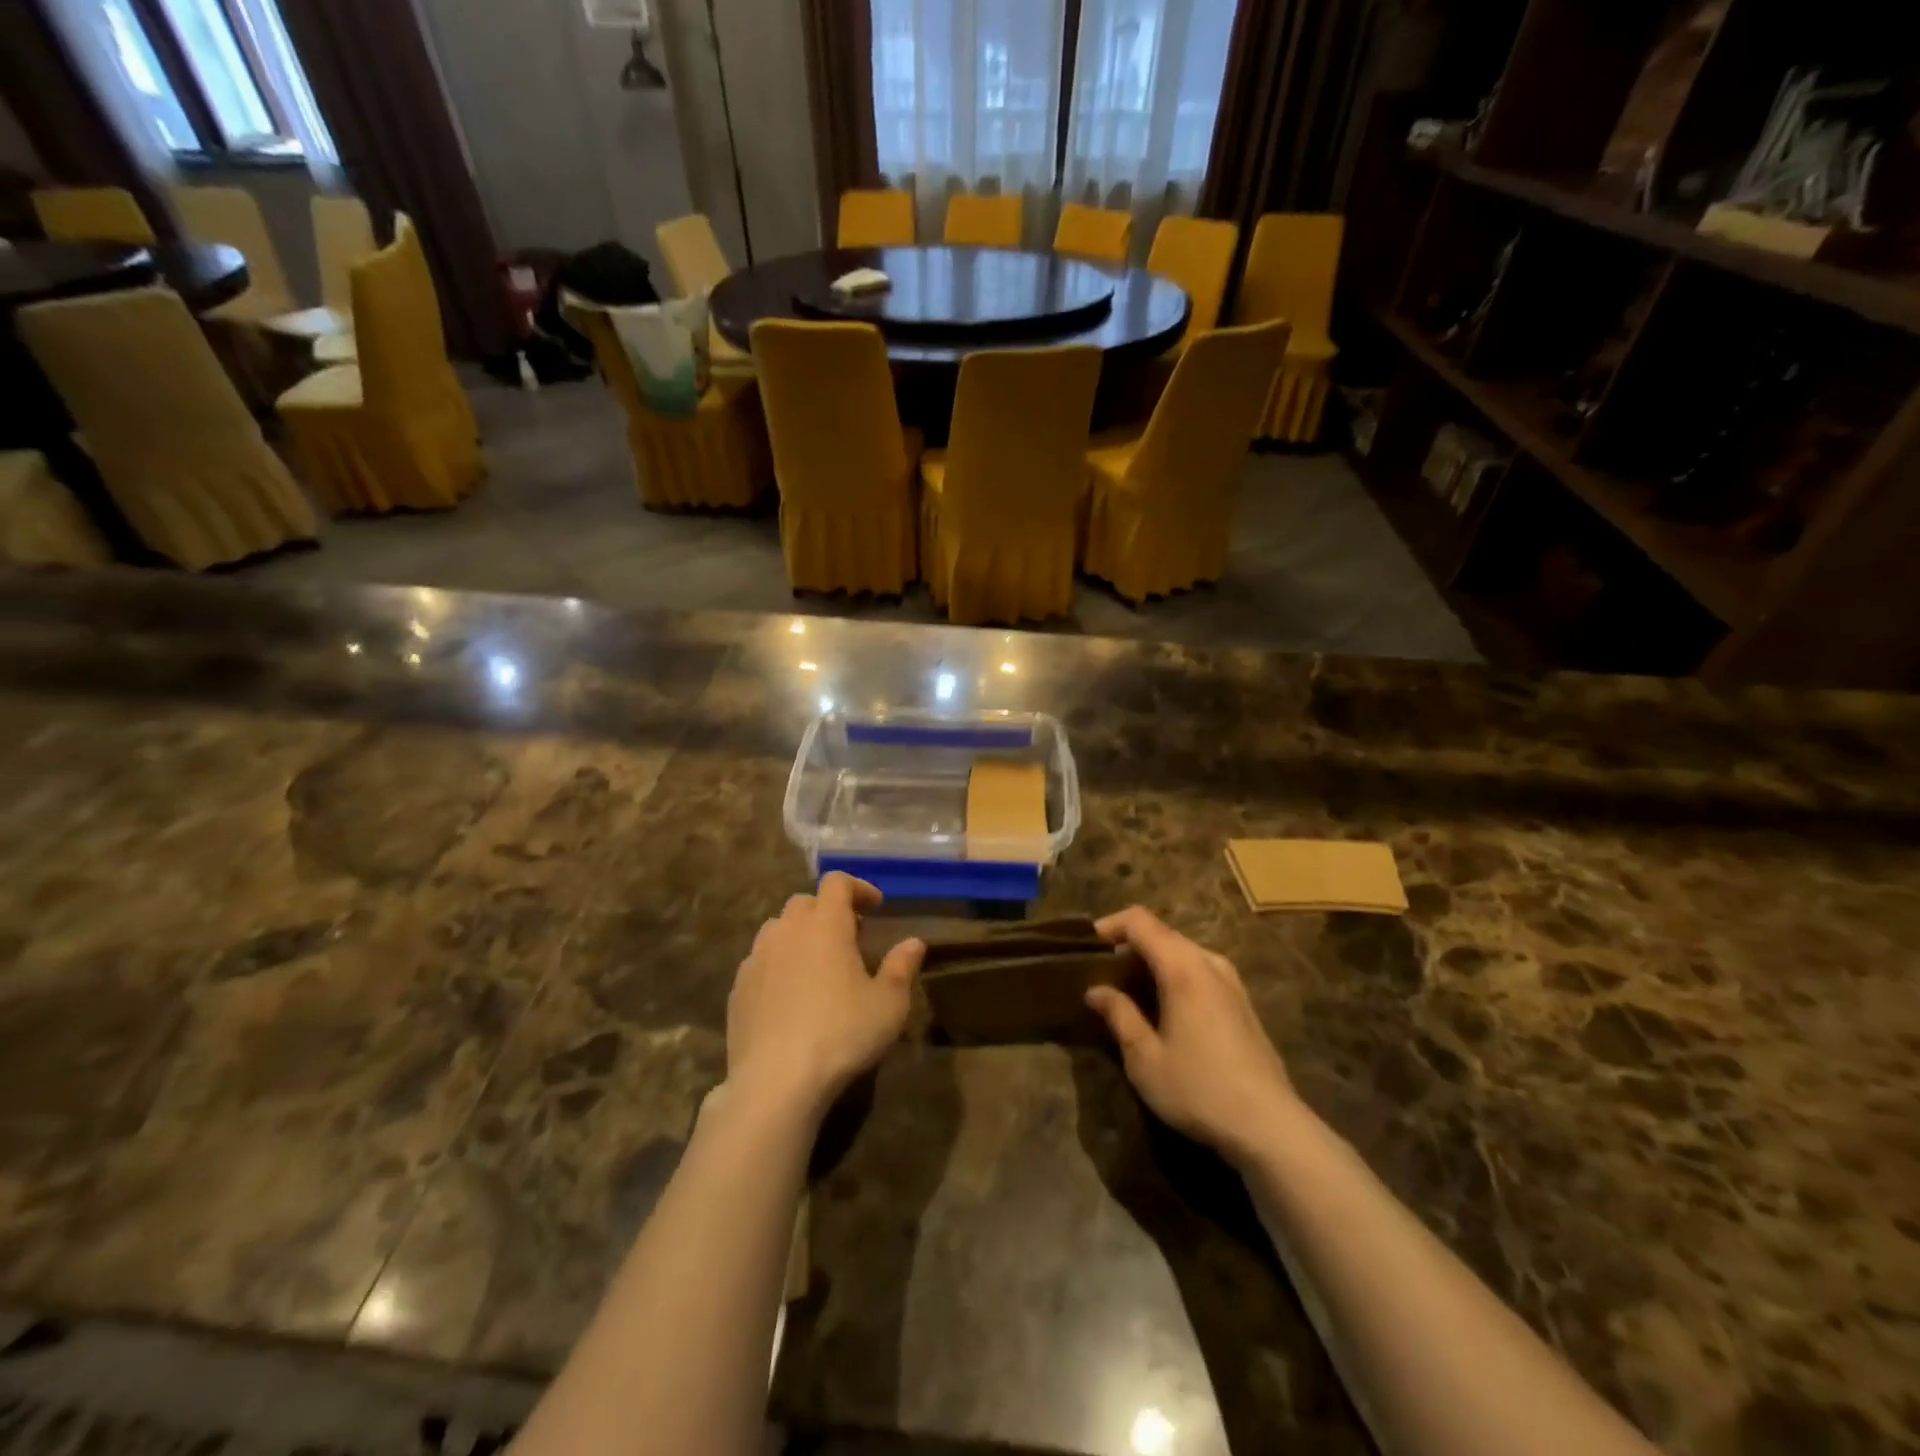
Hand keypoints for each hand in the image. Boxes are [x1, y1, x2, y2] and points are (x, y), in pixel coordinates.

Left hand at [726, 873, 923, 1114]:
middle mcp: (787, 930)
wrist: (776, 1081)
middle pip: (805, 902)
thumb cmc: (842, 1033)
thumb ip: (902, 966)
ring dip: (800, 935)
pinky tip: (790, 996)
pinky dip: (778, 965)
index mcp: (825, 923)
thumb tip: (914, 942)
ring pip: (778, 929)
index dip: (858, 887)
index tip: (876, 906)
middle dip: (828, 911)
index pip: (837, 882)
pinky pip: (760, 961)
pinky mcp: (738, 988)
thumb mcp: (889, 1003)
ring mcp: (757, 958)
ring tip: (818, 964)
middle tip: (850, 937)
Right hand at [1085, 906, 1299, 1165]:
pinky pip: (1200, 970)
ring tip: (1129, 991)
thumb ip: (1119, 1015)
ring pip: (1183, 952)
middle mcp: (1209, 962)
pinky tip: (1164, 1008)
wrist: (1269, 1126)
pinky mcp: (1242, 1002)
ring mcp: (1231, 981)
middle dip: (1129, 945)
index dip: (1110, 925)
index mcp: (1183, 967)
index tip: (1087, 946)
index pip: (1141, 921)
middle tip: (1103, 973)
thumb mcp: (1145, 1058)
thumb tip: (1096, 990)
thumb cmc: (1198, 1088)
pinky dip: (1174, 975)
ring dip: (1153, 961)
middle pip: (1162, 933)